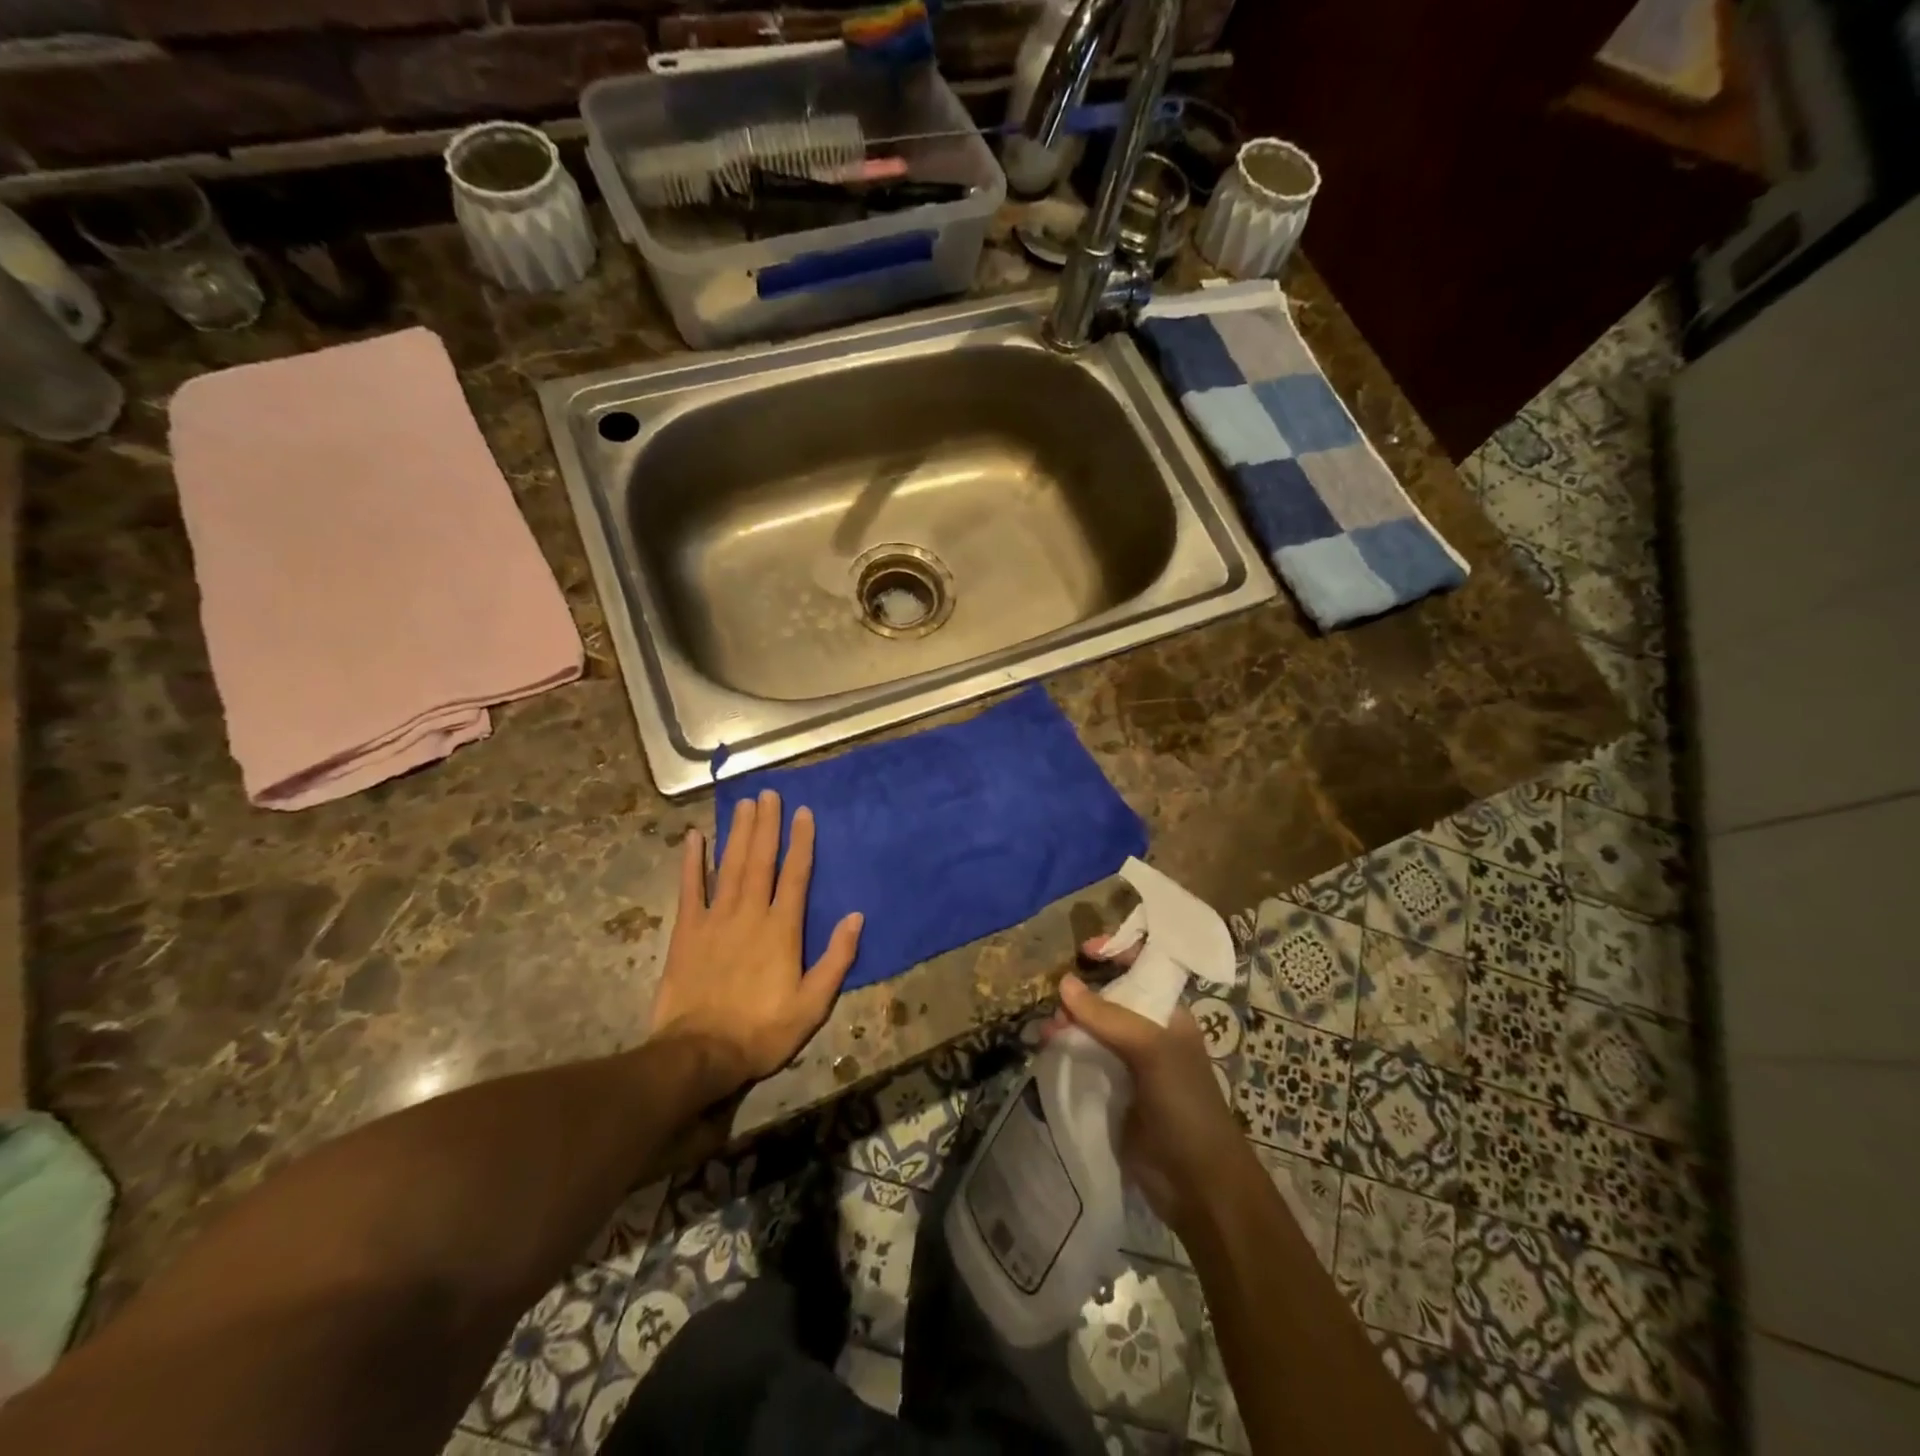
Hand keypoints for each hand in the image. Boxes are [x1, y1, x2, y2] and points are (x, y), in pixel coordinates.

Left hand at [649, 789, 863, 1097]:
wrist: (701, 1053)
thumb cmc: (763, 1030)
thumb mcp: (813, 1003)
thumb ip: (836, 958)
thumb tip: (856, 916)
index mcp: (782, 929)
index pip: (795, 875)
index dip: (801, 841)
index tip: (802, 812)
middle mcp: (750, 913)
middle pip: (760, 860)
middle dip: (766, 825)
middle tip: (769, 794)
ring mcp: (715, 919)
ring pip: (729, 865)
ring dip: (737, 833)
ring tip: (743, 804)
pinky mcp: (687, 931)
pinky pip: (689, 888)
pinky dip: (692, 862)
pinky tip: (695, 837)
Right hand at [1047, 956, 1248, 1239]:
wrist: (1198, 1185)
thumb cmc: (1185, 1105)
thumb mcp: (1151, 1051)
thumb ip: (1108, 1016)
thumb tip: (1063, 983)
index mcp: (1168, 1014)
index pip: (1142, 968)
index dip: (1117, 951)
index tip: (1083, 950)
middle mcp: (1148, 1033)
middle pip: (1109, 998)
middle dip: (1080, 995)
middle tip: (1056, 1008)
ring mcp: (1130, 1064)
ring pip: (1092, 1030)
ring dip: (1068, 1025)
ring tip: (1046, 1034)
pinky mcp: (1112, 1093)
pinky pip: (1085, 1061)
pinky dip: (1065, 1052)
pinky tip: (1047, 1053)